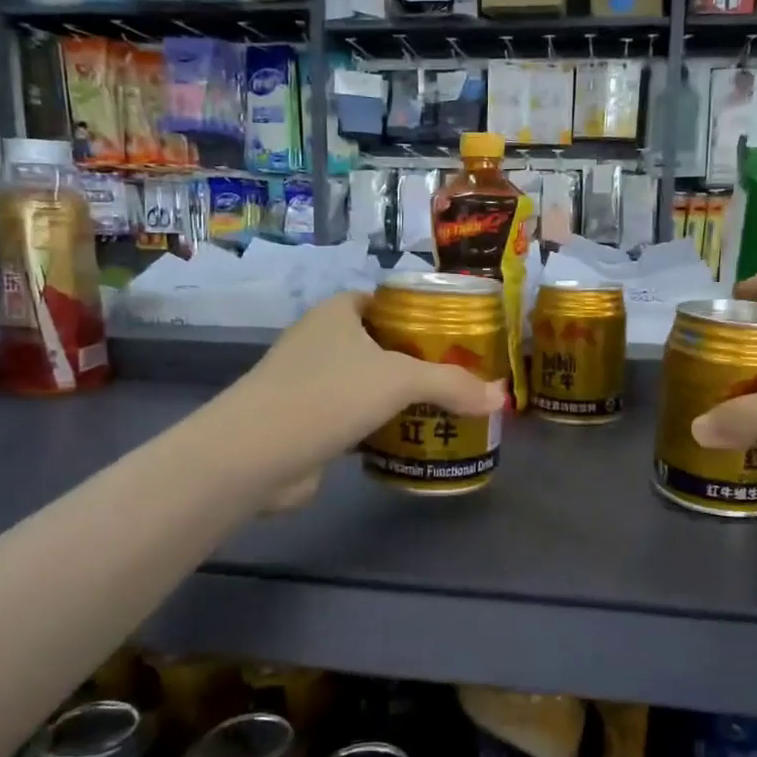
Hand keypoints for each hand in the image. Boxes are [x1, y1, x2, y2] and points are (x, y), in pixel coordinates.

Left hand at [241, 291, 506, 462]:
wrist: (255, 455)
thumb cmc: (328, 395)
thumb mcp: (399, 380)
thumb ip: (452, 385)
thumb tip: (502, 399)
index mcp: (338, 313)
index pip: (385, 301)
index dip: (420, 314)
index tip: (456, 335)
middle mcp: (322, 341)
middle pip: (381, 345)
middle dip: (419, 361)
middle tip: (462, 376)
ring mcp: (311, 384)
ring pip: (369, 384)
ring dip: (401, 398)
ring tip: (448, 408)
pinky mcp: (309, 423)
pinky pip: (357, 419)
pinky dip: (382, 428)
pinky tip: (414, 440)